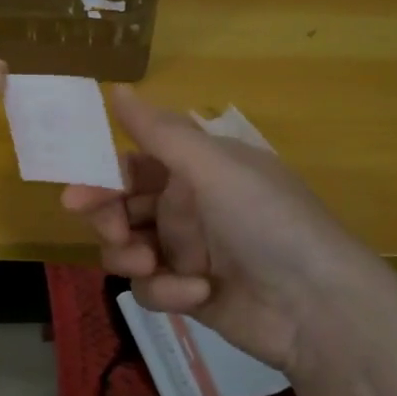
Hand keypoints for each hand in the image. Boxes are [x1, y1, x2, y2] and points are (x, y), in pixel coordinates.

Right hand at [62, 87, 396, 378]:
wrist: (319, 307)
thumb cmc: (267, 221)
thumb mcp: (213, 167)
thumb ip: (159, 132)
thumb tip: (115, 88)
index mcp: (196, 169)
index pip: (134, 164)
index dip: (103, 176)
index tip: (76, 193)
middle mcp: (188, 206)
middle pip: (122, 207)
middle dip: (108, 217)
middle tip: (109, 229)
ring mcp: (187, 252)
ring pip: (128, 248)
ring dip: (129, 254)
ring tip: (146, 263)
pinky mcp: (189, 294)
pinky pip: (152, 287)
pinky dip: (165, 290)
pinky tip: (194, 293)